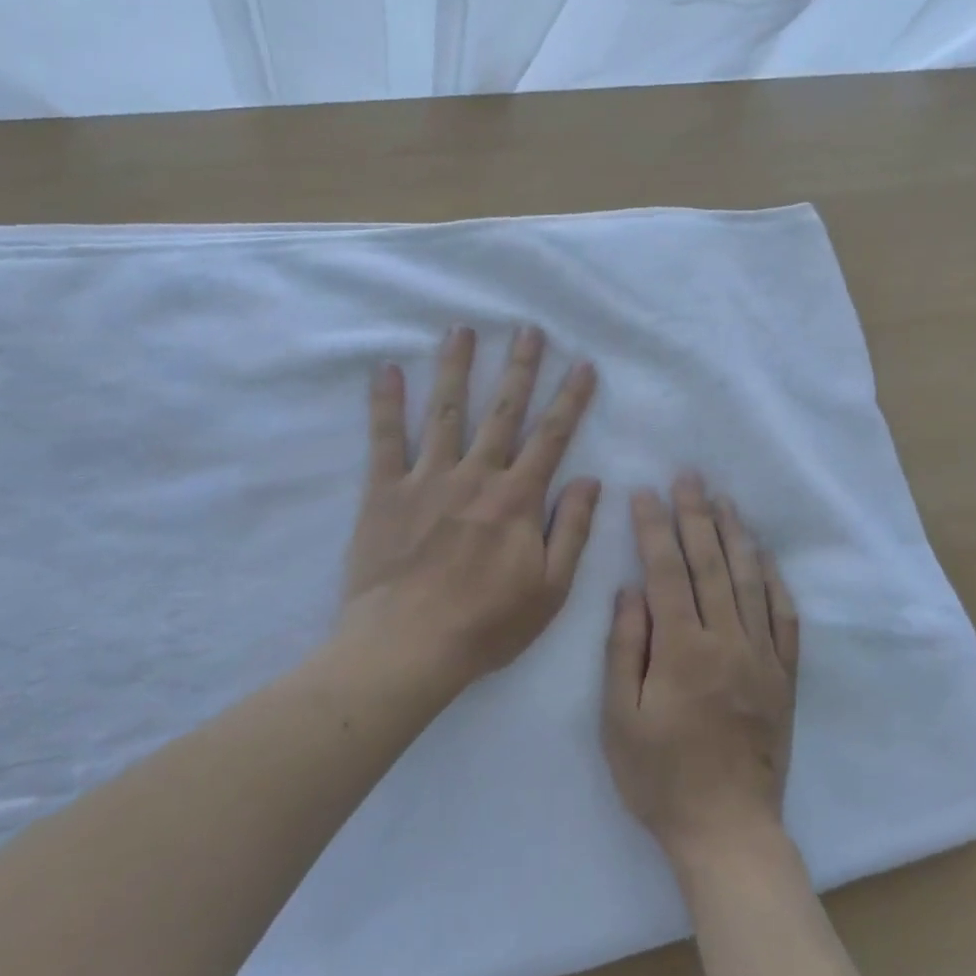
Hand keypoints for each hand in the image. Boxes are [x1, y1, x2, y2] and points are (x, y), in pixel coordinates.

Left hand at [343, 324, 599, 686]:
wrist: (409, 646)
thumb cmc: (486, 624)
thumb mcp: (550, 588)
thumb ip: (572, 530)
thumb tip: (591, 481)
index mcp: (518, 499)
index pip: (552, 438)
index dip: (570, 399)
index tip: (582, 365)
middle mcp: (476, 476)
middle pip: (503, 412)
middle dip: (520, 368)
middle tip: (529, 329)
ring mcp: (428, 478)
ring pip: (446, 411)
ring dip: (456, 368)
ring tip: (463, 329)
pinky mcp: (385, 491)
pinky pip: (385, 439)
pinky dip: (385, 403)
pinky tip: (385, 370)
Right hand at [602, 476, 799, 869]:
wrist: (728, 830)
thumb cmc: (661, 778)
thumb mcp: (620, 719)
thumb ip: (624, 649)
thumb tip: (630, 591)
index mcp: (681, 649)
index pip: (666, 572)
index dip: (655, 528)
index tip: (646, 493)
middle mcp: (726, 641)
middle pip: (711, 564)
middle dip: (697, 515)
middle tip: (690, 477)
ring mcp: (762, 657)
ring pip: (751, 582)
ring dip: (737, 536)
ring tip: (726, 501)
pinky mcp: (785, 677)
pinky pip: (785, 620)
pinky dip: (776, 584)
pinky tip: (768, 560)